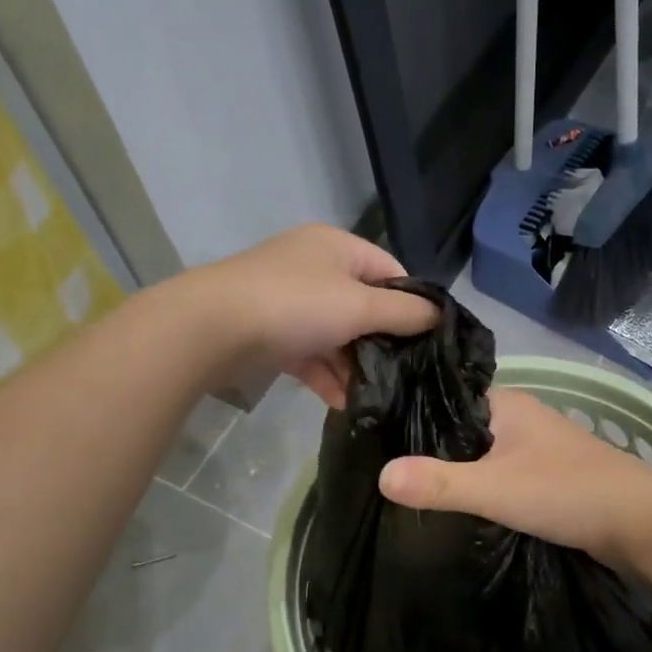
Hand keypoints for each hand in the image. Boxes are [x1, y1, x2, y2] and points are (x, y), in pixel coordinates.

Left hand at [183, 225, 437, 405]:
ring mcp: (289, 301)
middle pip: (364, 305)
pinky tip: (344, 404)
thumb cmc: (294, 306)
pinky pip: (310, 354)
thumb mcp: (359, 306)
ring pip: (337, 334)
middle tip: (407, 374)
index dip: (412, 303)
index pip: (390, 271)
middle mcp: (314, 268)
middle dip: (383, 342)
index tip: (428, 340)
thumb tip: (440, 315)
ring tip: (378, 397)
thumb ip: (404, 313)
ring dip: (355, 366)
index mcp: (337, 247)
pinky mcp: (271, 333)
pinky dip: (326, 376)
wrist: (211, 329)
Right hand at [378, 388, 651, 565]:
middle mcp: (523, 419)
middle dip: (432, 449)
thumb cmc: (567, 492)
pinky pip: (505, 475)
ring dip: (460, 471)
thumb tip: (380, 476)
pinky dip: (485, 488)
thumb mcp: (495, 488)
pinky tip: (463, 507)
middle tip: (387, 471)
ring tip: (415, 491)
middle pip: (464, 430)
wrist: (643, 524)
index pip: (446, 400)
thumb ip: (439, 483)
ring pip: (486, 454)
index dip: (413, 416)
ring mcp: (541, 449)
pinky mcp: (552, 478)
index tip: (376, 437)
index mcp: (508, 405)